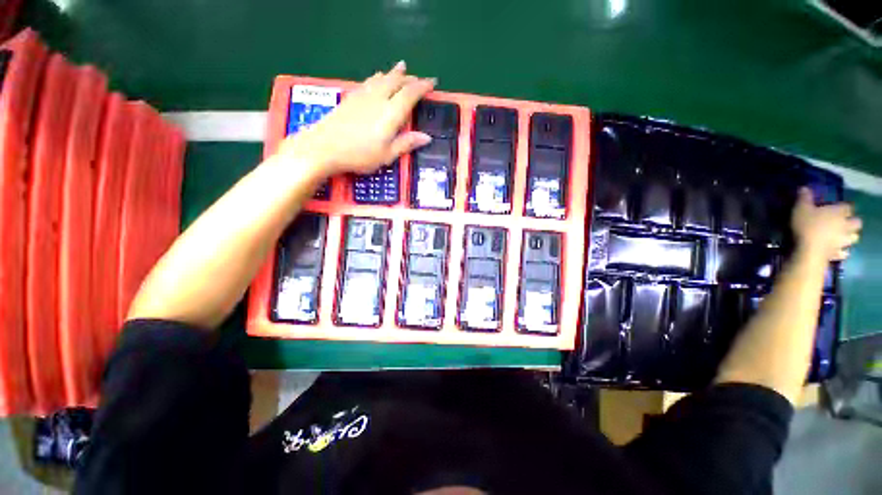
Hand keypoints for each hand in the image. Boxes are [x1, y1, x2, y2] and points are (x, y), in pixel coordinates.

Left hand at [279, 61, 435, 175]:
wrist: (324, 147)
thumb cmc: (359, 155)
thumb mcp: (387, 155)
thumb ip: (406, 143)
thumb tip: (427, 137)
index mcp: (390, 113)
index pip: (410, 94)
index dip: (422, 87)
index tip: (432, 83)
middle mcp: (378, 99)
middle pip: (396, 82)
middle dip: (409, 79)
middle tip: (419, 79)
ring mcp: (363, 96)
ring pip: (382, 78)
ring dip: (394, 73)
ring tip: (401, 68)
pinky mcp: (351, 98)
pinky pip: (369, 82)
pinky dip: (378, 77)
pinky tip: (377, 77)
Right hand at [791, 187, 861, 260]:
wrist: (808, 250)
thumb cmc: (806, 226)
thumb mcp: (800, 208)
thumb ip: (804, 198)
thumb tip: (804, 188)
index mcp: (839, 212)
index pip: (848, 206)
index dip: (844, 207)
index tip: (837, 208)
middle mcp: (846, 225)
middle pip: (857, 223)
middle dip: (852, 223)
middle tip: (844, 223)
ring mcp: (844, 241)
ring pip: (854, 238)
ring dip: (849, 237)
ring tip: (841, 237)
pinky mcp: (838, 253)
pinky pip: (844, 252)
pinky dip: (842, 251)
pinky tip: (836, 250)